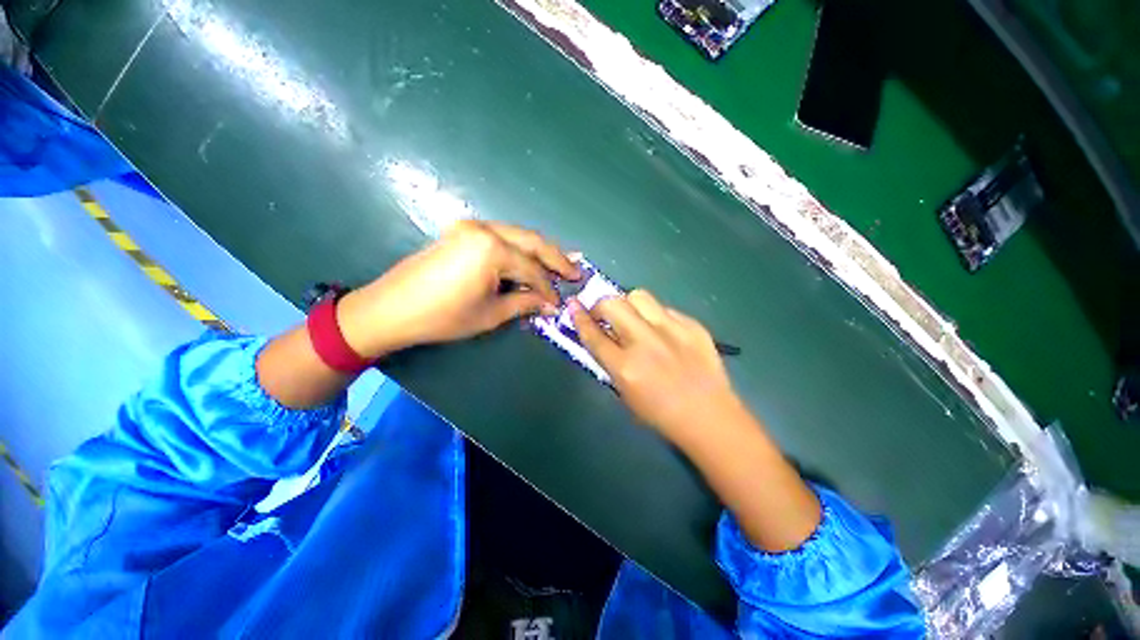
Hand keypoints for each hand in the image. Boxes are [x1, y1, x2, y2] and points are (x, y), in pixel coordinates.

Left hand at [337, 221, 579, 357]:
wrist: (390, 308)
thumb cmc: (442, 317)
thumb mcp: (490, 314)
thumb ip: (524, 303)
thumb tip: (550, 304)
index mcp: (492, 249)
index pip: (532, 269)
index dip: (548, 288)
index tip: (559, 303)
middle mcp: (485, 229)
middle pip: (532, 241)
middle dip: (556, 258)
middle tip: (575, 272)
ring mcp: (472, 227)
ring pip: (519, 235)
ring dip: (540, 250)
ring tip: (559, 265)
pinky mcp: (463, 231)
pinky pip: (502, 236)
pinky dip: (520, 248)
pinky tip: (530, 258)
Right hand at [570, 290, 741, 444]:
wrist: (709, 416)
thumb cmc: (661, 413)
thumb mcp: (624, 392)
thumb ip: (610, 361)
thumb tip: (602, 335)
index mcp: (625, 367)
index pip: (593, 335)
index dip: (579, 318)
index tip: (573, 306)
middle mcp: (645, 343)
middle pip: (613, 304)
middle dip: (602, 305)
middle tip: (604, 314)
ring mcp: (671, 330)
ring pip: (639, 296)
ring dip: (629, 304)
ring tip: (633, 317)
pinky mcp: (692, 325)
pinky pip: (665, 309)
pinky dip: (655, 316)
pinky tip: (661, 331)